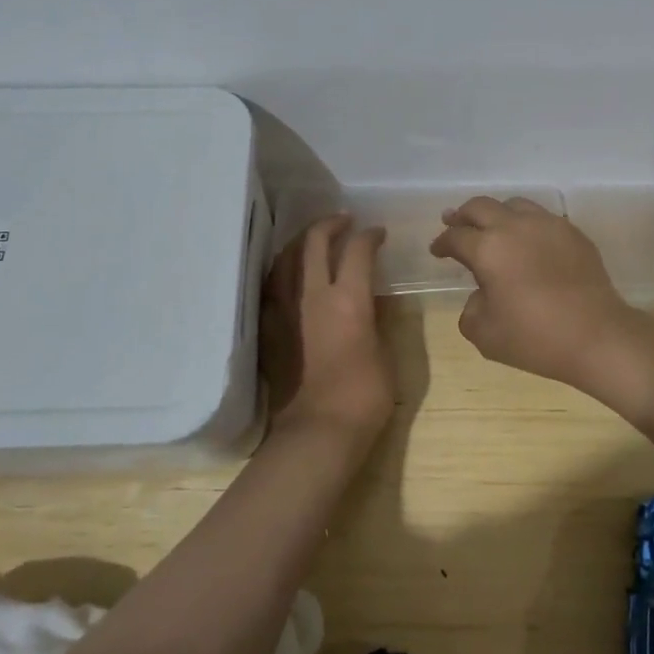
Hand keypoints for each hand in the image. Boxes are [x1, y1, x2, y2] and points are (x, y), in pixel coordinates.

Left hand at [261, 215, 395, 459]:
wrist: (317, 431)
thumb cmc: (364, 396)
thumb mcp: (385, 354)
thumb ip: (377, 320)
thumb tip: (373, 300)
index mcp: (349, 300)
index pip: (358, 251)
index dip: (369, 236)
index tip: (377, 234)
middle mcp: (313, 295)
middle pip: (314, 242)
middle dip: (330, 224)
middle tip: (343, 221)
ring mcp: (285, 310)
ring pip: (286, 259)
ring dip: (302, 242)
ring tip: (314, 240)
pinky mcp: (268, 328)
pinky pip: (271, 285)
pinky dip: (283, 270)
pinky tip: (289, 273)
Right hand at [429, 197, 649, 394]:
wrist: (597, 336)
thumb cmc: (535, 338)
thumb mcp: (485, 334)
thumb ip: (471, 309)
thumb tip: (481, 294)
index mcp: (488, 248)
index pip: (456, 236)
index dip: (442, 242)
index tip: (437, 250)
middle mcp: (515, 226)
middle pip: (480, 207)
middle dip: (462, 215)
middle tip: (454, 223)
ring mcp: (548, 225)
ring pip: (514, 204)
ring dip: (496, 214)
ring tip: (492, 228)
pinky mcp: (573, 232)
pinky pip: (542, 218)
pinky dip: (526, 224)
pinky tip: (528, 241)